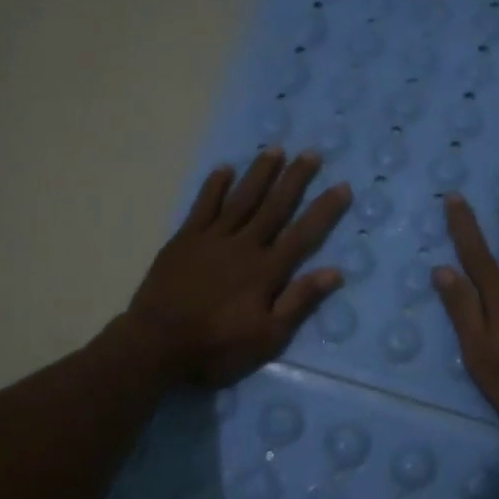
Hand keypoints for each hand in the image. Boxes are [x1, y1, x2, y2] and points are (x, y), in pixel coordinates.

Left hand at [125, 147, 351, 387]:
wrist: (155, 345)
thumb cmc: (216, 348)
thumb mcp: (267, 338)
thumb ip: (298, 302)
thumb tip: (334, 272)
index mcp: (266, 271)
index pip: (303, 234)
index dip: (324, 210)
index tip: (342, 186)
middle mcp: (243, 246)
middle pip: (274, 207)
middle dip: (295, 179)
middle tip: (311, 152)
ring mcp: (211, 239)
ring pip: (241, 199)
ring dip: (259, 173)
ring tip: (276, 149)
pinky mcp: (184, 241)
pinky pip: (203, 206)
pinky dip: (214, 187)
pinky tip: (224, 169)